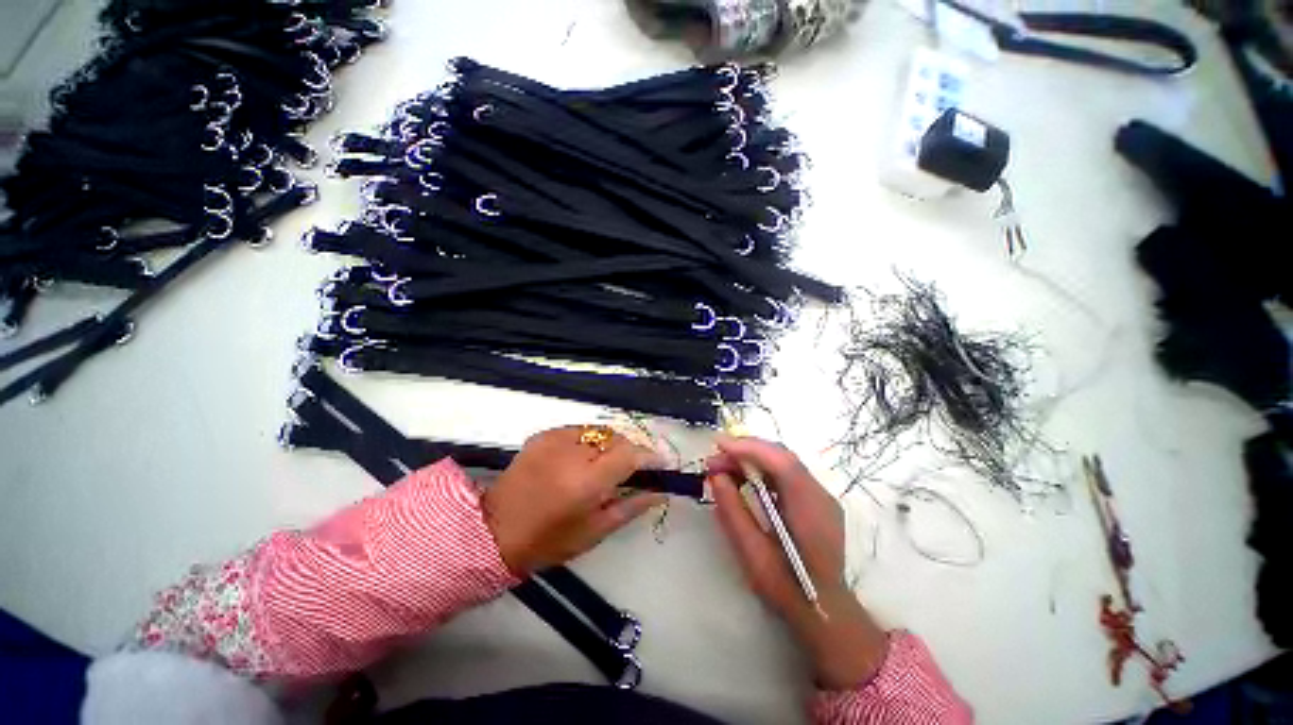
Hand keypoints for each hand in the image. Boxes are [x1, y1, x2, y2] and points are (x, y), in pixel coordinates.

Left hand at [483, 426, 664, 575]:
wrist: (494, 530)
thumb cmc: (549, 540)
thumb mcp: (595, 531)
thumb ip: (632, 506)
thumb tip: (660, 492)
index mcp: (587, 481)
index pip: (630, 454)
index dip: (649, 456)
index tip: (661, 464)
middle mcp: (573, 452)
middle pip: (616, 438)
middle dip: (630, 450)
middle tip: (632, 469)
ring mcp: (555, 439)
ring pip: (599, 431)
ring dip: (609, 445)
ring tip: (605, 464)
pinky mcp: (543, 435)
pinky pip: (578, 431)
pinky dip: (588, 442)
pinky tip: (581, 459)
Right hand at [708, 436, 888, 690]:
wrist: (823, 612)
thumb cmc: (786, 588)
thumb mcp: (752, 553)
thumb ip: (733, 511)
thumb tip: (716, 476)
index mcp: (810, 508)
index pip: (781, 462)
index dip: (749, 448)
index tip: (718, 446)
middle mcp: (820, 494)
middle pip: (782, 456)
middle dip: (745, 451)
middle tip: (714, 460)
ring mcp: (820, 496)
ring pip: (783, 462)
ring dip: (751, 458)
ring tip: (723, 467)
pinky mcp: (814, 500)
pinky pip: (785, 473)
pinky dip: (761, 469)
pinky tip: (743, 478)